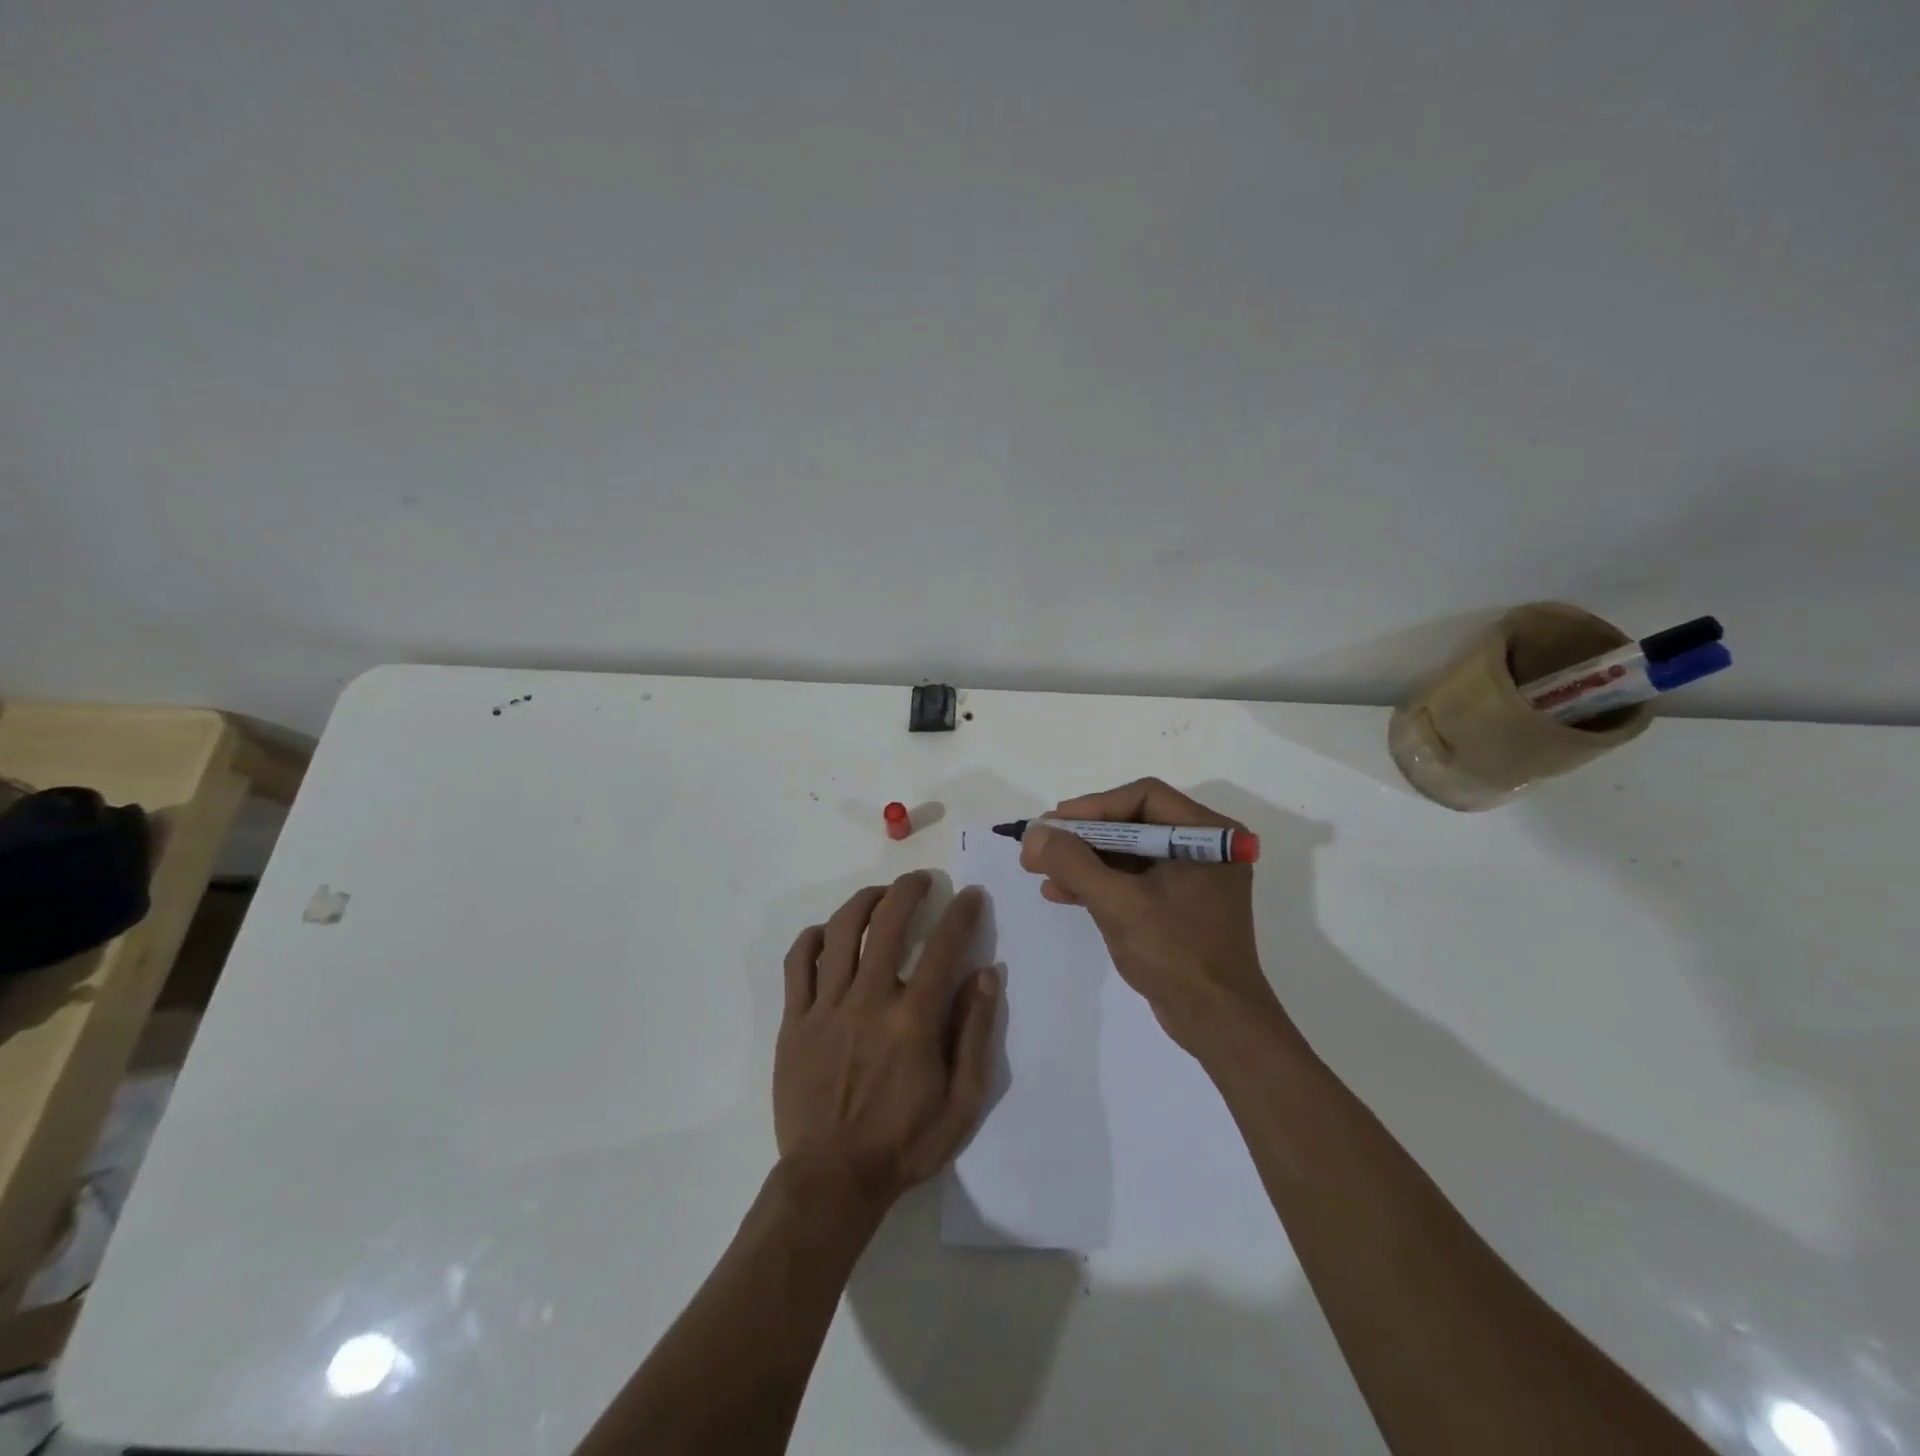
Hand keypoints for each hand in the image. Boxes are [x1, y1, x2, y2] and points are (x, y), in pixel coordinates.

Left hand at [774, 873, 999, 1209]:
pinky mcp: (794, 1020)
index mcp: (912, 1021)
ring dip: (864, 902)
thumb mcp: (962, 1103)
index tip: (971, 895)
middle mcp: (868, 1001)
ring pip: (840, 932)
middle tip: (922, 881)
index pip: (943, 948)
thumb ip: (976, 1034)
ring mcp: (826, 1007)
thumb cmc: (904, 1144)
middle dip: (908, 890)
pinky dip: (813, 938)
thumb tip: (986, 975)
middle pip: (887, 923)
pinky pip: (798, 963)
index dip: (962, 914)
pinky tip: (827, 933)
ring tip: (880, 895)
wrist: (832, 1180)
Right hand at [1019, 778, 1285, 1050]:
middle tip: (1041, 843)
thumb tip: (1033, 833)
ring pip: (1128, 852)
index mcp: (1207, 835)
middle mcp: (1204, 847)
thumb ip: (1073, 863)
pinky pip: (1133, 879)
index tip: (1055, 823)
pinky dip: (1099, 883)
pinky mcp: (1178, 904)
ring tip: (1040, 869)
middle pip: (1133, 822)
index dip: (1095, 805)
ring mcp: (1192, 877)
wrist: (1216, 1023)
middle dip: (1084, 835)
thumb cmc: (1175, 954)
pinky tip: (1061, 892)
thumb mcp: (1118, 903)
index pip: (1144, 797)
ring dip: (1084, 860)